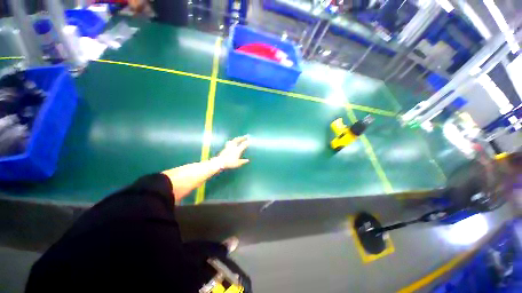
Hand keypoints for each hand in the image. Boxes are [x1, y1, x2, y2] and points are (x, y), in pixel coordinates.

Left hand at [213, 135, 249, 169]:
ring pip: (233, 140)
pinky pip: (229, 142)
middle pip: (238, 140)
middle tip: (246, 136)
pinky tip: (231, 142)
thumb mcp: (237, 163)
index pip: (243, 145)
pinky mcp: (225, 148)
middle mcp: (233, 147)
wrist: (219, 162)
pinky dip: (232, 141)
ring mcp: (228, 146)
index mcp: (237, 150)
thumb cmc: (229, 163)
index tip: (250, 140)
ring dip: (237, 138)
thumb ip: (242, 161)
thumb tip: (247, 160)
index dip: (247, 142)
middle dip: (242, 137)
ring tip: (238, 137)